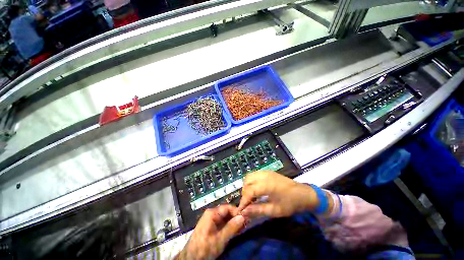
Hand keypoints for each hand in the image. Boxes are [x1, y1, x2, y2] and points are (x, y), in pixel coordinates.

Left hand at [177, 205, 244, 259]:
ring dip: (234, 223)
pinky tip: (236, 231)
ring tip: (243, 228)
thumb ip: (232, 227)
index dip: (237, 212)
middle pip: (227, 212)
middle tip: (246, 224)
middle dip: (236, 218)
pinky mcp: (212, 228)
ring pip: (226, 219)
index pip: (228, 207)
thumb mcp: (220, 239)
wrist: (191, 259)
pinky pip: (223, 224)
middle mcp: (212, 214)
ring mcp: (211, 221)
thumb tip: (243, 217)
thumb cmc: (205, 247)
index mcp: (212, 213)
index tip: (246, 218)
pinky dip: (230, 227)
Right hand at [238, 171, 327, 218]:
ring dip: (247, 186)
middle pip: (247, 181)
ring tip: (251, 197)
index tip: (241, 210)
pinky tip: (256, 189)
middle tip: (247, 203)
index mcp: (266, 185)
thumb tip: (244, 212)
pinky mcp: (268, 171)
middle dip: (244, 192)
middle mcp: (264, 175)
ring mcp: (266, 172)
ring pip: (250, 176)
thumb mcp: (275, 210)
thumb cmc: (291, 203)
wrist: (304, 194)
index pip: (249, 191)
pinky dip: (252, 181)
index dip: (243, 200)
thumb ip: (258, 210)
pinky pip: (255, 174)